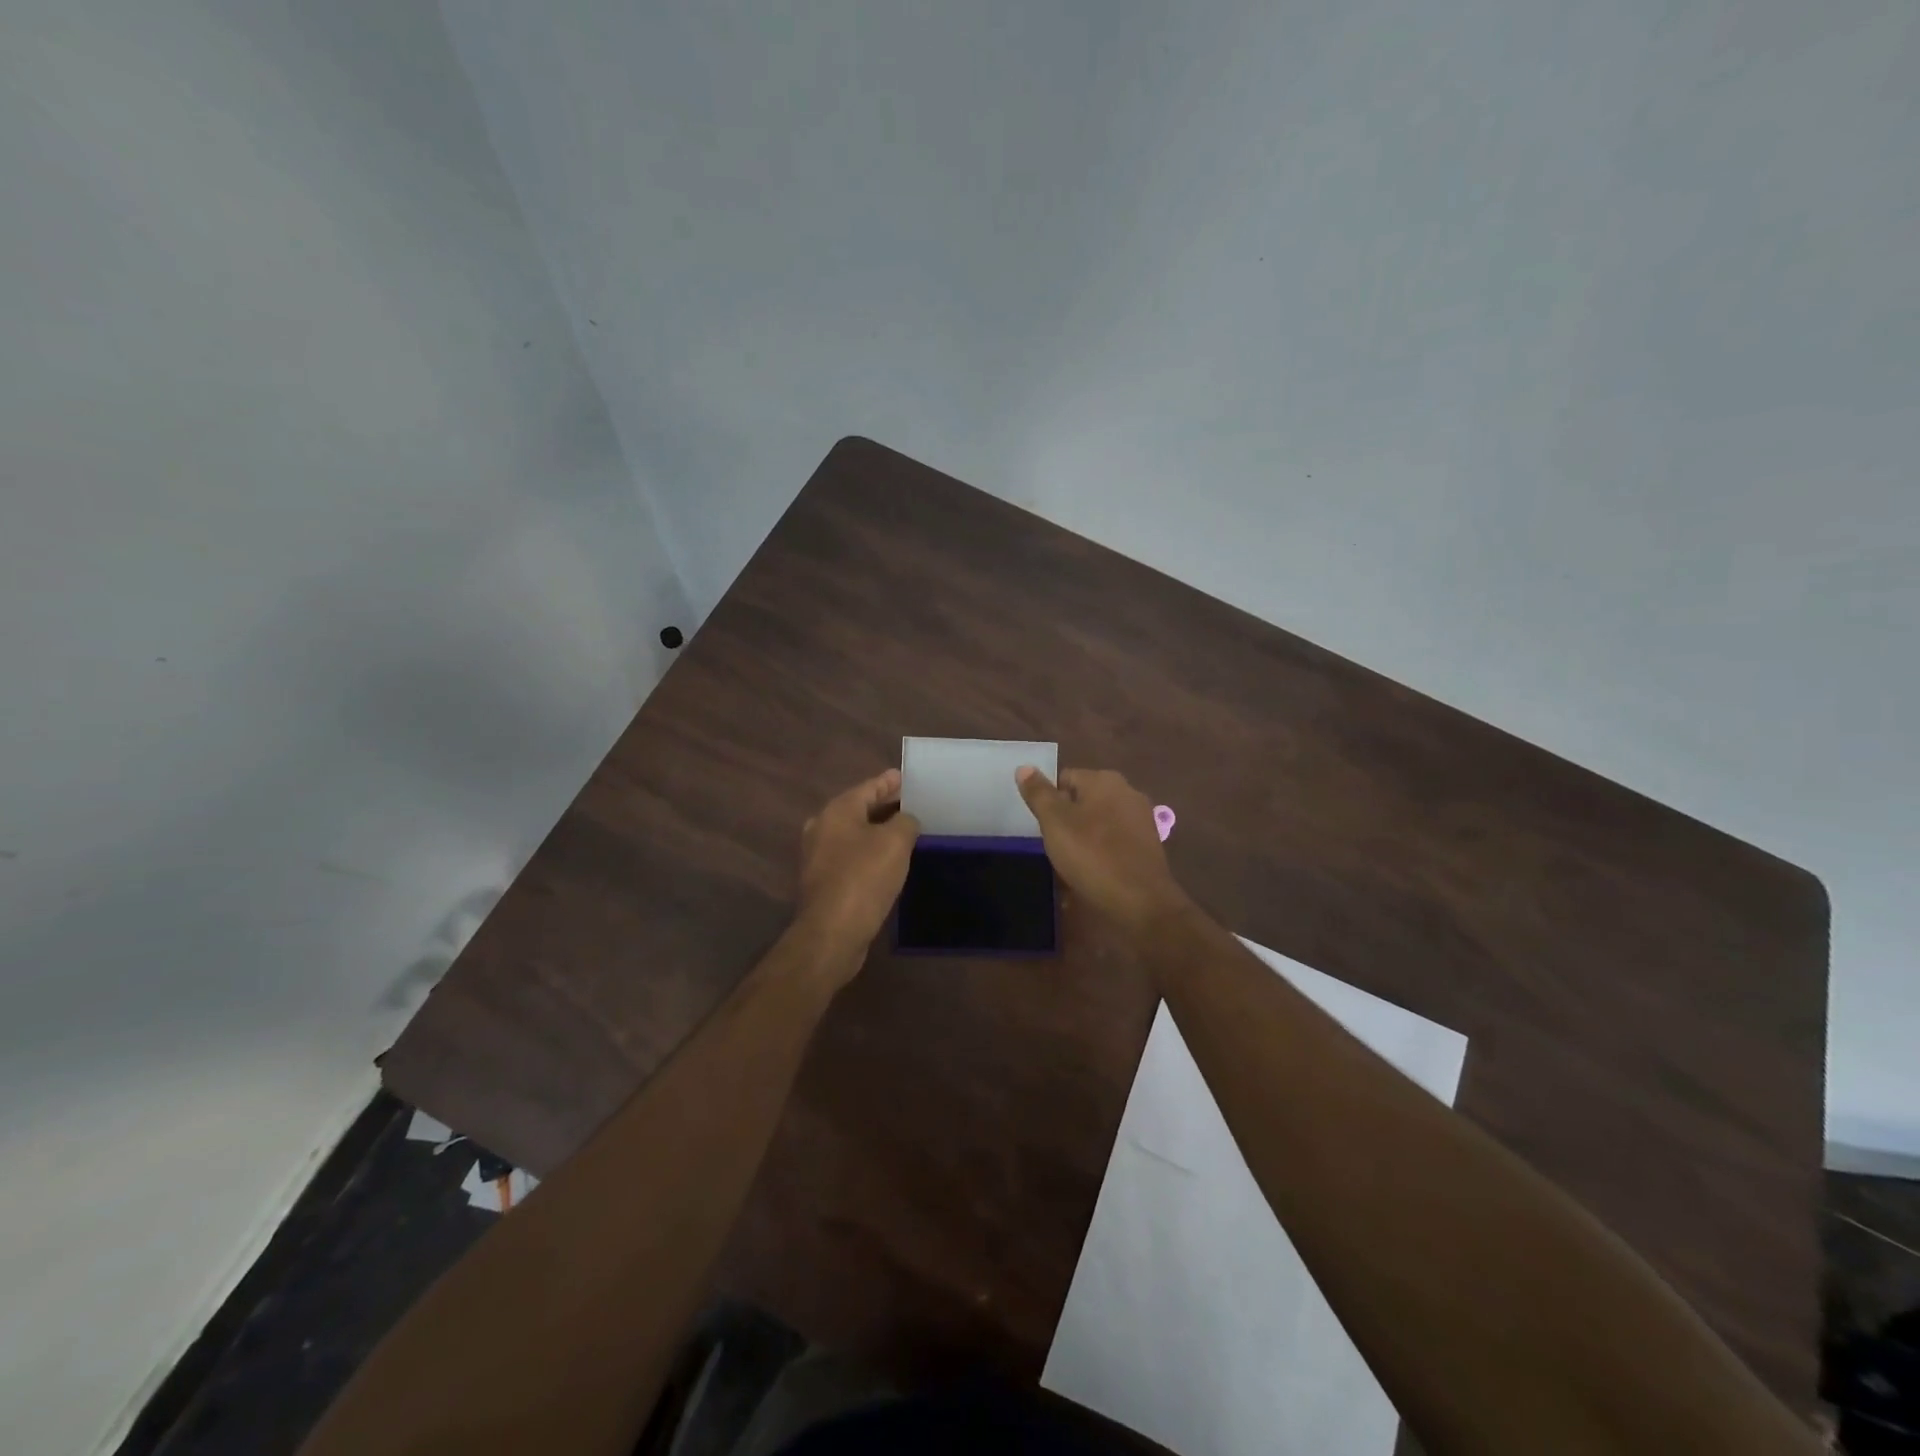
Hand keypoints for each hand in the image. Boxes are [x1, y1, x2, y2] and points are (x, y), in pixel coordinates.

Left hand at [794, 769, 920, 981]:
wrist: (832, 932)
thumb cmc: (864, 878)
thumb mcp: (895, 842)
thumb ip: (906, 822)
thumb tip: (906, 820)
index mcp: (837, 811)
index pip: (868, 787)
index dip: (889, 782)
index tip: (905, 776)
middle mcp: (822, 828)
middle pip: (858, 809)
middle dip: (884, 806)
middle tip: (911, 803)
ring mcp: (819, 856)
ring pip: (854, 834)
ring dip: (877, 831)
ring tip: (904, 831)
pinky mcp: (824, 882)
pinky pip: (852, 857)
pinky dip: (870, 853)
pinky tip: (888, 861)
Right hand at [1016, 766, 1192, 936]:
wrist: (1140, 901)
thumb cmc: (1092, 855)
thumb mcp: (1055, 822)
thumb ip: (1038, 793)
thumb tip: (1024, 767)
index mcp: (1104, 780)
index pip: (1065, 778)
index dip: (1049, 801)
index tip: (1044, 827)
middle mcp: (1127, 791)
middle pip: (1084, 799)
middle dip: (1067, 818)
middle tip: (1055, 845)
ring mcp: (1141, 818)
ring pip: (1099, 821)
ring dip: (1084, 836)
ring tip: (1072, 861)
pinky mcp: (1148, 844)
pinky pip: (1114, 840)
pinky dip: (1102, 851)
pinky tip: (1094, 871)